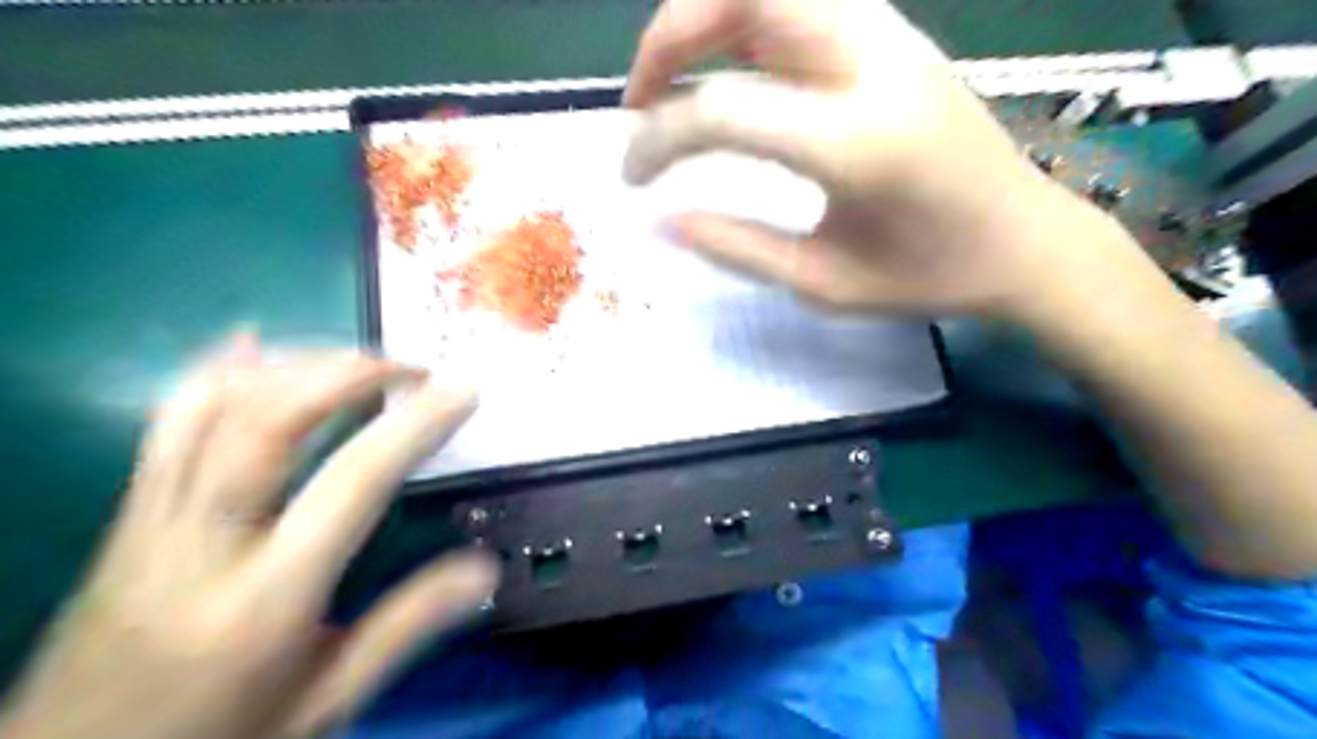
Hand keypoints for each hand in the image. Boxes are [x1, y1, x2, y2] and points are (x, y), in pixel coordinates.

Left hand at [0, 335, 494, 737]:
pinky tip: (252, 344)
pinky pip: (166, 424)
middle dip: (350, 374)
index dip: (415, 424)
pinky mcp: (125, 518)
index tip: (461, 390)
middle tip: (410, 367)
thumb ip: (406, 627)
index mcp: (265, 599)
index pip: (353, 481)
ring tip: (358, 361)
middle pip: (270, 421)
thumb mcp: (327, 701)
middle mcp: (202, 545)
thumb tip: (484, 570)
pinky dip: (215, 372)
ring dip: (296, 365)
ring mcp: (150, 523)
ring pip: (215, 408)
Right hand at [625, 1, 1126, 323]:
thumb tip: (661, 218)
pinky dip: (743, 25)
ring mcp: (889, 35)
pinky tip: (731, 74)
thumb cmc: (927, 277)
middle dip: (668, 37)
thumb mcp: (823, 283)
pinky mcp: (893, 34)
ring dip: (704, 21)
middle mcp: (872, 64)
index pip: (724, 110)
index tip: (631, 178)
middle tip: (641, 102)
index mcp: (857, 142)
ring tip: (674, 84)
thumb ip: (737, 247)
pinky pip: (798, 4)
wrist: (1025, 241)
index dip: (658, 140)